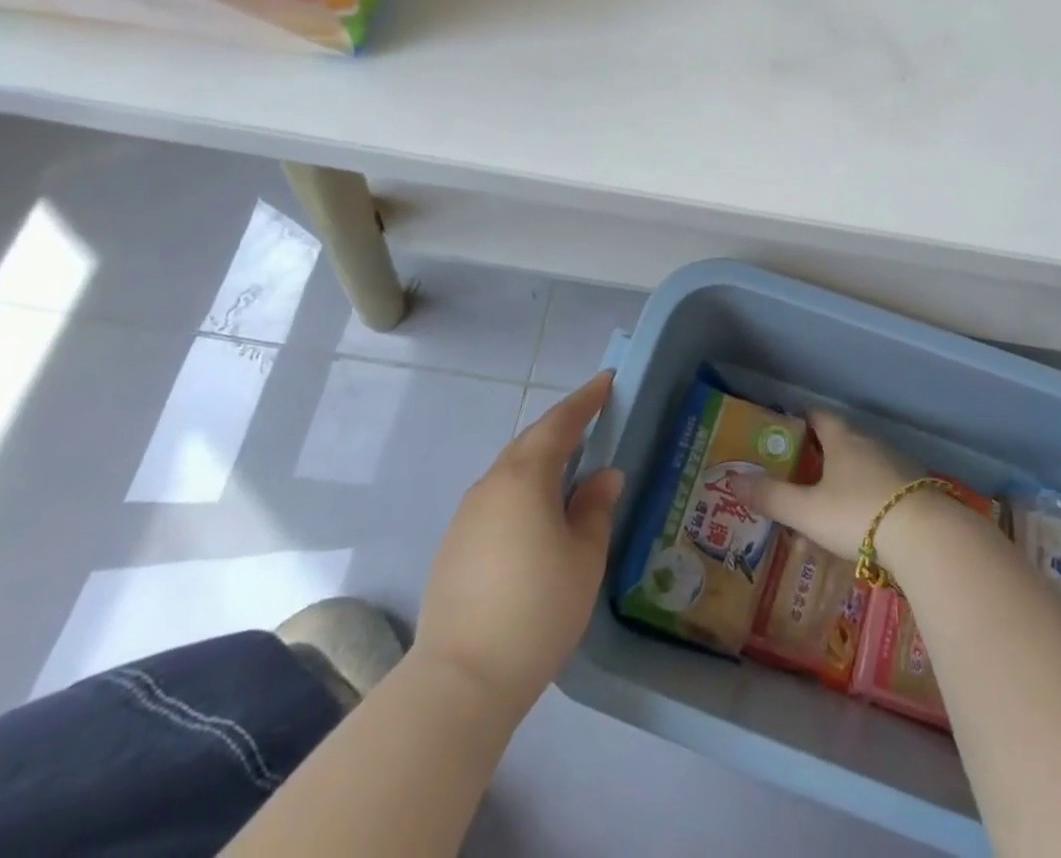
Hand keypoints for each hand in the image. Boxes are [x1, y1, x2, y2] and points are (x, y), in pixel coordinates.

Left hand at [412, 371, 623, 711]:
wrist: (460, 680)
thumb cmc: (537, 610)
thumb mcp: (584, 557)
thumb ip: (596, 508)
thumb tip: (604, 476)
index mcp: (526, 477)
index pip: (560, 423)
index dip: (586, 400)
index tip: (607, 381)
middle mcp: (492, 484)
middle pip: (531, 441)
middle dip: (563, 425)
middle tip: (592, 419)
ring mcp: (467, 514)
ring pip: (510, 469)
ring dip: (540, 458)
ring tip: (569, 466)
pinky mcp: (454, 544)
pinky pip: (496, 497)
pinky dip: (522, 488)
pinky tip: (535, 514)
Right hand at [740, 409, 922, 564]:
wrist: (926, 536)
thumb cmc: (858, 513)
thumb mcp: (807, 511)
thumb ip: (771, 497)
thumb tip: (733, 480)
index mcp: (842, 438)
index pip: (818, 416)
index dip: (800, 420)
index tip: (786, 429)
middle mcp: (870, 442)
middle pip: (841, 439)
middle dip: (821, 453)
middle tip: (800, 472)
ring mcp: (897, 463)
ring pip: (863, 463)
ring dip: (845, 477)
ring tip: (827, 503)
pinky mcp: (916, 488)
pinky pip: (883, 484)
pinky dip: (868, 495)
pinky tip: (862, 521)